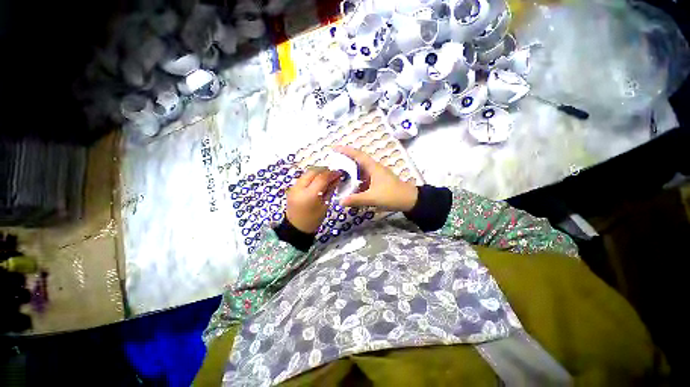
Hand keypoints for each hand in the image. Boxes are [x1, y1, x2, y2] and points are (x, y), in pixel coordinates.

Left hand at [286, 167, 341, 233]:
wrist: (296, 228)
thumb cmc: (313, 219)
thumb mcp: (325, 205)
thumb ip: (330, 190)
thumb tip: (336, 178)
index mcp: (309, 195)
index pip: (322, 178)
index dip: (332, 174)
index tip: (339, 173)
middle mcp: (299, 188)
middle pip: (313, 171)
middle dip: (324, 170)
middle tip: (332, 173)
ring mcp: (293, 187)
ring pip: (307, 172)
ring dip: (317, 172)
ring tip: (326, 176)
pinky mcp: (291, 188)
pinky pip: (303, 177)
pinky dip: (311, 176)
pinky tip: (317, 180)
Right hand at [334, 146, 417, 211]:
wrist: (410, 200)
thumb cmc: (392, 196)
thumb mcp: (373, 198)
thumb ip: (356, 200)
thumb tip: (340, 202)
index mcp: (373, 167)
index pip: (357, 155)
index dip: (346, 150)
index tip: (334, 148)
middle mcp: (374, 168)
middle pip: (358, 161)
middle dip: (346, 161)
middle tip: (333, 164)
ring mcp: (377, 174)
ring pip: (361, 170)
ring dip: (351, 172)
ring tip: (339, 175)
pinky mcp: (379, 181)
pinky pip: (365, 178)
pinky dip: (357, 180)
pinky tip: (351, 187)